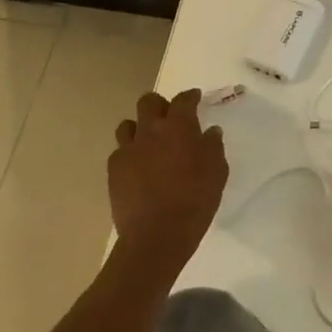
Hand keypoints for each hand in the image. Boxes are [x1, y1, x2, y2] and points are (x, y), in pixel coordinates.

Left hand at [107, 90, 227, 266]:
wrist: (157, 235)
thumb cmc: (195, 201)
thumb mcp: (217, 172)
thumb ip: (213, 147)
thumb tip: (210, 132)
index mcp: (178, 127)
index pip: (183, 100)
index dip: (190, 97)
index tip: (195, 98)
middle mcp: (150, 130)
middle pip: (148, 102)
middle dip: (159, 105)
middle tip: (168, 118)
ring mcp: (128, 149)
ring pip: (128, 125)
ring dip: (139, 128)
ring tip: (148, 142)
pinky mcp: (114, 169)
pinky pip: (120, 151)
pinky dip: (129, 154)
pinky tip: (137, 168)